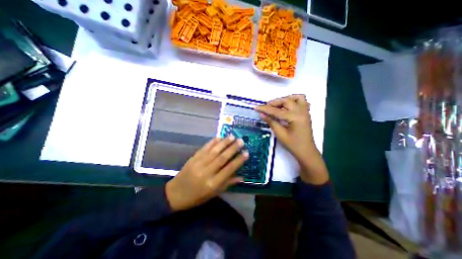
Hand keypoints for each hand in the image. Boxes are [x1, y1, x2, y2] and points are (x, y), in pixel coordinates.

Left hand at [166, 137, 248, 211]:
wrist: (175, 193)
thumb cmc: (197, 196)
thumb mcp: (214, 193)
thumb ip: (228, 183)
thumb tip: (242, 177)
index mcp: (213, 183)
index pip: (229, 169)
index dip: (238, 160)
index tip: (246, 153)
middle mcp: (206, 172)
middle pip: (222, 158)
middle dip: (233, 148)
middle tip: (241, 141)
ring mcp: (199, 163)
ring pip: (214, 151)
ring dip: (224, 143)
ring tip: (232, 136)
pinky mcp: (193, 158)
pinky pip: (204, 148)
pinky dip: (212, 142)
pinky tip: (219, 137)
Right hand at [256, 94, 327, 184]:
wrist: (306, 151)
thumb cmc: (293, 145)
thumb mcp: (280, 134)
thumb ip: (271, 122)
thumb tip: (262, 114)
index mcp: (295, 117)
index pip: (277, 111)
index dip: (265, 109)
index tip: (256, 107)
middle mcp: (302, 111)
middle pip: (286, 101)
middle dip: (274, 103)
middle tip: (265, 107)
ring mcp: (305, 111)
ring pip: (295, 98)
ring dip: (285, 99)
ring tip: (276, 105)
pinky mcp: (306, 113)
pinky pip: (302, 101)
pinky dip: (294, 100)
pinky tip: (288, 106)